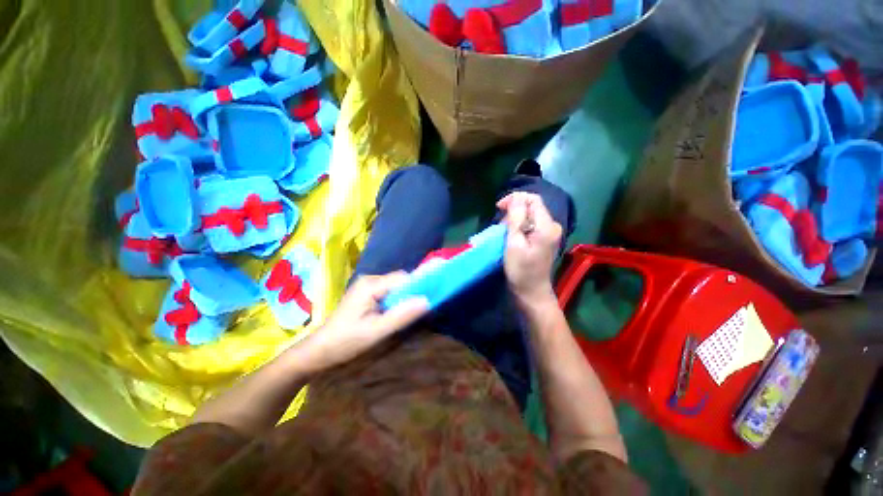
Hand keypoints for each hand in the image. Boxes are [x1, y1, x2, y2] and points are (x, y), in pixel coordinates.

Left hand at [297, 273, 428, 371]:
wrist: (319, 351)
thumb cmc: (345, 341)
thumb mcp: (376, 331)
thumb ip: (401, 316)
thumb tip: (427, 301)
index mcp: (371, 285)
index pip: (402, 278)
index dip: (418, 286)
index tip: (431, 298)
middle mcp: (370, 280)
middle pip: (399, 281)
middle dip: (412, 292)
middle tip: (420, 310)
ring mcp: (367, 286)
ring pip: (395, 287)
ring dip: (405, 297)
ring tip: (411, 313)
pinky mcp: (367, 294)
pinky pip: (389, 292)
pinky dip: (397, 301)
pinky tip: (398, 313)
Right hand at [497, 192, 562, 305]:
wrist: (531, 293)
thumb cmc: (521, 270)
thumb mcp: (514, 243)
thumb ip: (516, 218)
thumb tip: (515, 198)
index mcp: (546, 226)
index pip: (533, 199)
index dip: (515, 199)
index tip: (498, 207)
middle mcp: (552, 226)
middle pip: (532, 206)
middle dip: (514, 209)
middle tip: (500, 224)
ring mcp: (549, 233)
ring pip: (530, 215)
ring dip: (515, 218)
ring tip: (503, 231)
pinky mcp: (544, 240)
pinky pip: (531, 225)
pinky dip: (519, 226)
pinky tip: (511, 235)